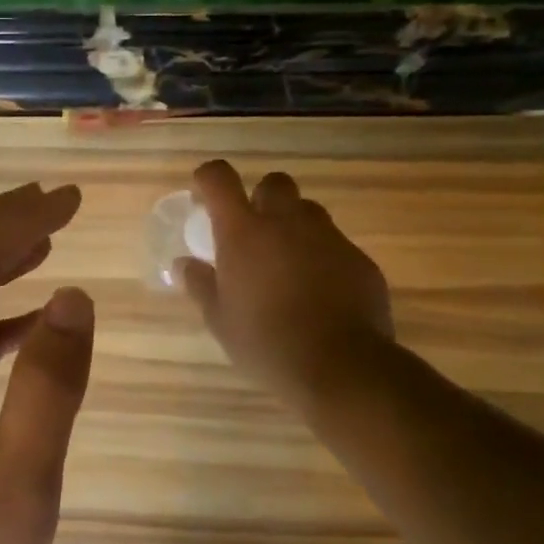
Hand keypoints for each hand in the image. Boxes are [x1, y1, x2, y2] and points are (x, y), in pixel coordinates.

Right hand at [180, 160, 394, 407]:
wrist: (339, 365)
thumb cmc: (265, 343)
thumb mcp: (220, 320)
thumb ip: (201, 285)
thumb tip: (184, 264)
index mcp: (244, 232)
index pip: (220, 179)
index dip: (209, 178)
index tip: (204, 193)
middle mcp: (286, 222)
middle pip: (274, 183)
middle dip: (261, 198)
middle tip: (253, 233)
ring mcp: (328, 237)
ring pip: (308, 212)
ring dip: (294, 226)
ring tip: (287, 264)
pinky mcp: (358, 258)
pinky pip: (335, 244)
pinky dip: (322, 257)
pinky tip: (319, 292)